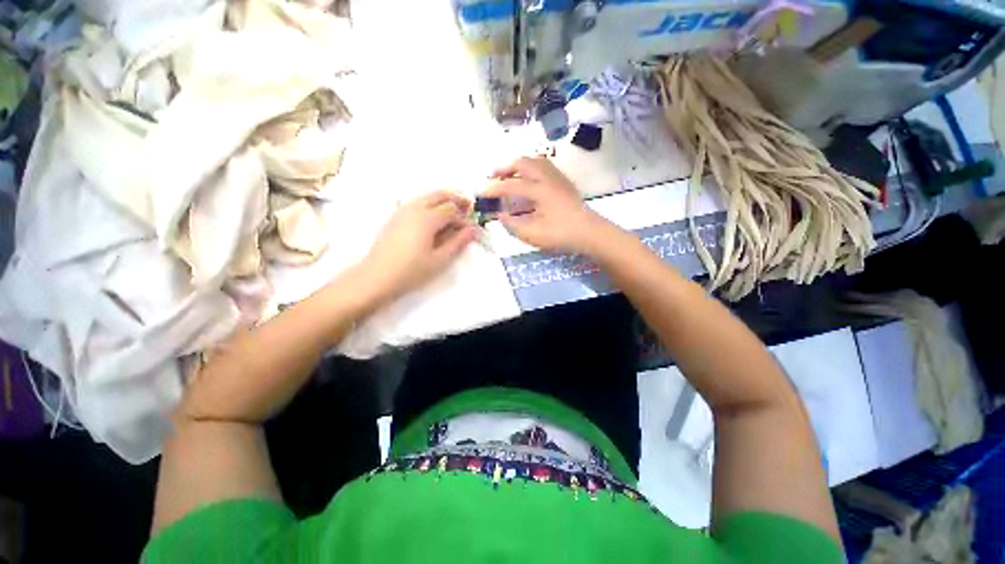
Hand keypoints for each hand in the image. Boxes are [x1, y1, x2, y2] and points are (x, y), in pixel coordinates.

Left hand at [361, 191, 476, 301]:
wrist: (377, 277)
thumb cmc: (411, 271)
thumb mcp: (439, 259)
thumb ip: (458, 243)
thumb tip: (473, 230)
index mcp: (427, 218)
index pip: (452, 209)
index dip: (464, 217)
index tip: (472, 228)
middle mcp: (414, 208)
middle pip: (439, 195)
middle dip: (455, 199)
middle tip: (468, 207)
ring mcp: (402, 211)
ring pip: (426, 196)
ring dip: (442, 200)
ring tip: (453, 212)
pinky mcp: (395, 217)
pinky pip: (416, 202)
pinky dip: (429, 204)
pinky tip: (433, 218)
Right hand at [484, 157, 610, 253]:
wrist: (590, 232)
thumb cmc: (561, 234)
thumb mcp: (533, 234)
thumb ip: (513, 225)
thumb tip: (500, 216)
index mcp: (539, 190)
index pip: (511, 185)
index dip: (494, 189)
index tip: (482, 193)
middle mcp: (547, 178)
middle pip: (523, 163)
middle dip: (505, 168)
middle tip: (494, 177)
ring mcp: (557, 178)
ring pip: (535, 161)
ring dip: (519, 165)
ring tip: (510, 175)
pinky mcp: (564, 182)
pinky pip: (544, 166)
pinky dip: (531, 168)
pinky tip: (530, 179)